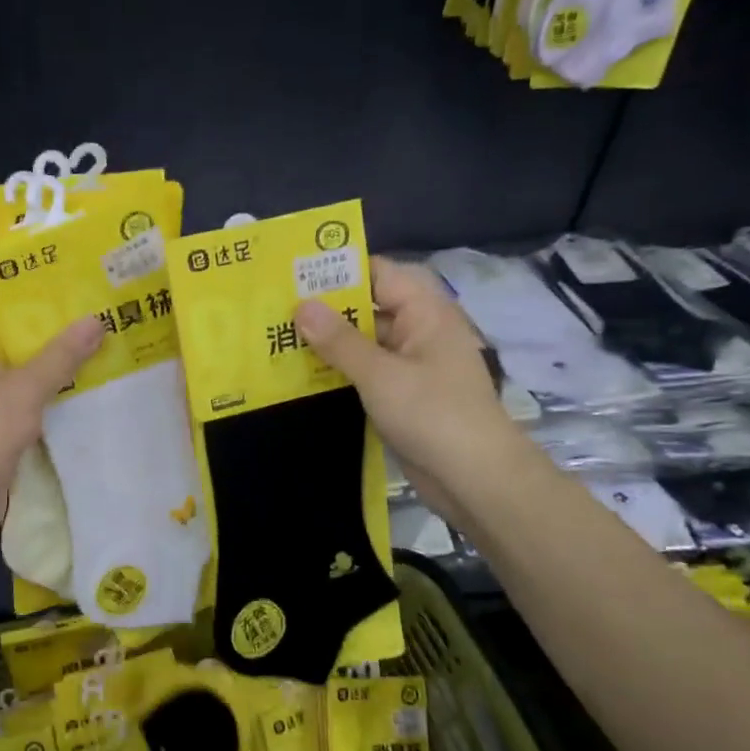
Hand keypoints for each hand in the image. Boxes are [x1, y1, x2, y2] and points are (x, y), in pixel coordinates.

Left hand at [0, 307, 103, 539]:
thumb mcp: (25, 389)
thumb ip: (61, 355)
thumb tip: (95, 320)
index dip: (24, 288)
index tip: (64, 279)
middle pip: (11, 335)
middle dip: (49, 325)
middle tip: (93, 307)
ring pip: (20, 368)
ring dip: (53, 359)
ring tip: (98, 339)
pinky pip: (23, 396)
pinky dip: (48, 390)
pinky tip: (84, 384)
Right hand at [295, 257, 517, 500]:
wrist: (475, 479)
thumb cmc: (433, 414)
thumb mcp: (380, 374)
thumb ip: (339, 340)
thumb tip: (301, 305)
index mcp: (425, 312)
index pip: (379, 274)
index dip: (339, 270)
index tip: (294, 274)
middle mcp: (418, 331)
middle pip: (367, 307)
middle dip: (325, 308)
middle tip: (274, 308)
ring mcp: (409, 365)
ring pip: (362, 342)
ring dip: (327, 342)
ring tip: (277, 338)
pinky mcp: (400, 394)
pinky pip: (364, 371)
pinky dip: (337, 370)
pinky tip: (299, 375)